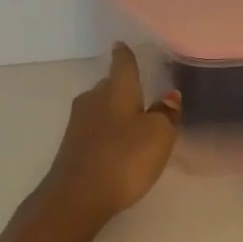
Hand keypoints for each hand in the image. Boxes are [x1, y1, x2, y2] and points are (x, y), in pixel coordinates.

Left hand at [40, 43, 181, 224]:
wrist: (77, 196)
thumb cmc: (124, 158)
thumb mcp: (158, 135)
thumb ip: (166, 113)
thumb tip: (170, 95)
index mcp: (116, 89)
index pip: (122, 63)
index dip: (125, 54)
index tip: (122, 45)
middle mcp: (93, 98)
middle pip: (110, 85)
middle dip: (123, 87)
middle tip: (141, 92)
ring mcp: (78, 122)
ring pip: (101, 107)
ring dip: (115, 111)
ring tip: (133, 121)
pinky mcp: (72, 145)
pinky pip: (94, 128)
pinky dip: (107, 131)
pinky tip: (117, 144)